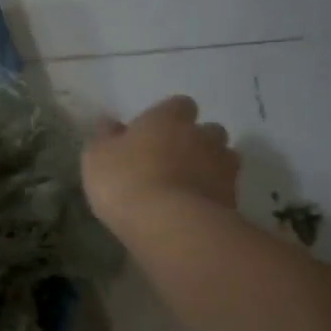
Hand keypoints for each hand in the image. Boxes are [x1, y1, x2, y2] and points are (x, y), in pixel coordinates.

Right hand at [82, 95, 238, 231]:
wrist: (169, 225)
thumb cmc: (125, 181)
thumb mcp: (97, 158)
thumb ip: (105, 138)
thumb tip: (109, 123)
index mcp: (169, 118)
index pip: (179, 105)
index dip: (169, 119)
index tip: (153, 136)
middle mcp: (202, 135)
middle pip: (208, 131)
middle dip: (195, 142)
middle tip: (173, 163)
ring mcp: (222, 167)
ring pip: (223, 159)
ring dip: (209, 168)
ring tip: (187, 189)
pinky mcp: (233, 198)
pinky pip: (224, 191)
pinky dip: (213, 196)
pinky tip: (193, 212)